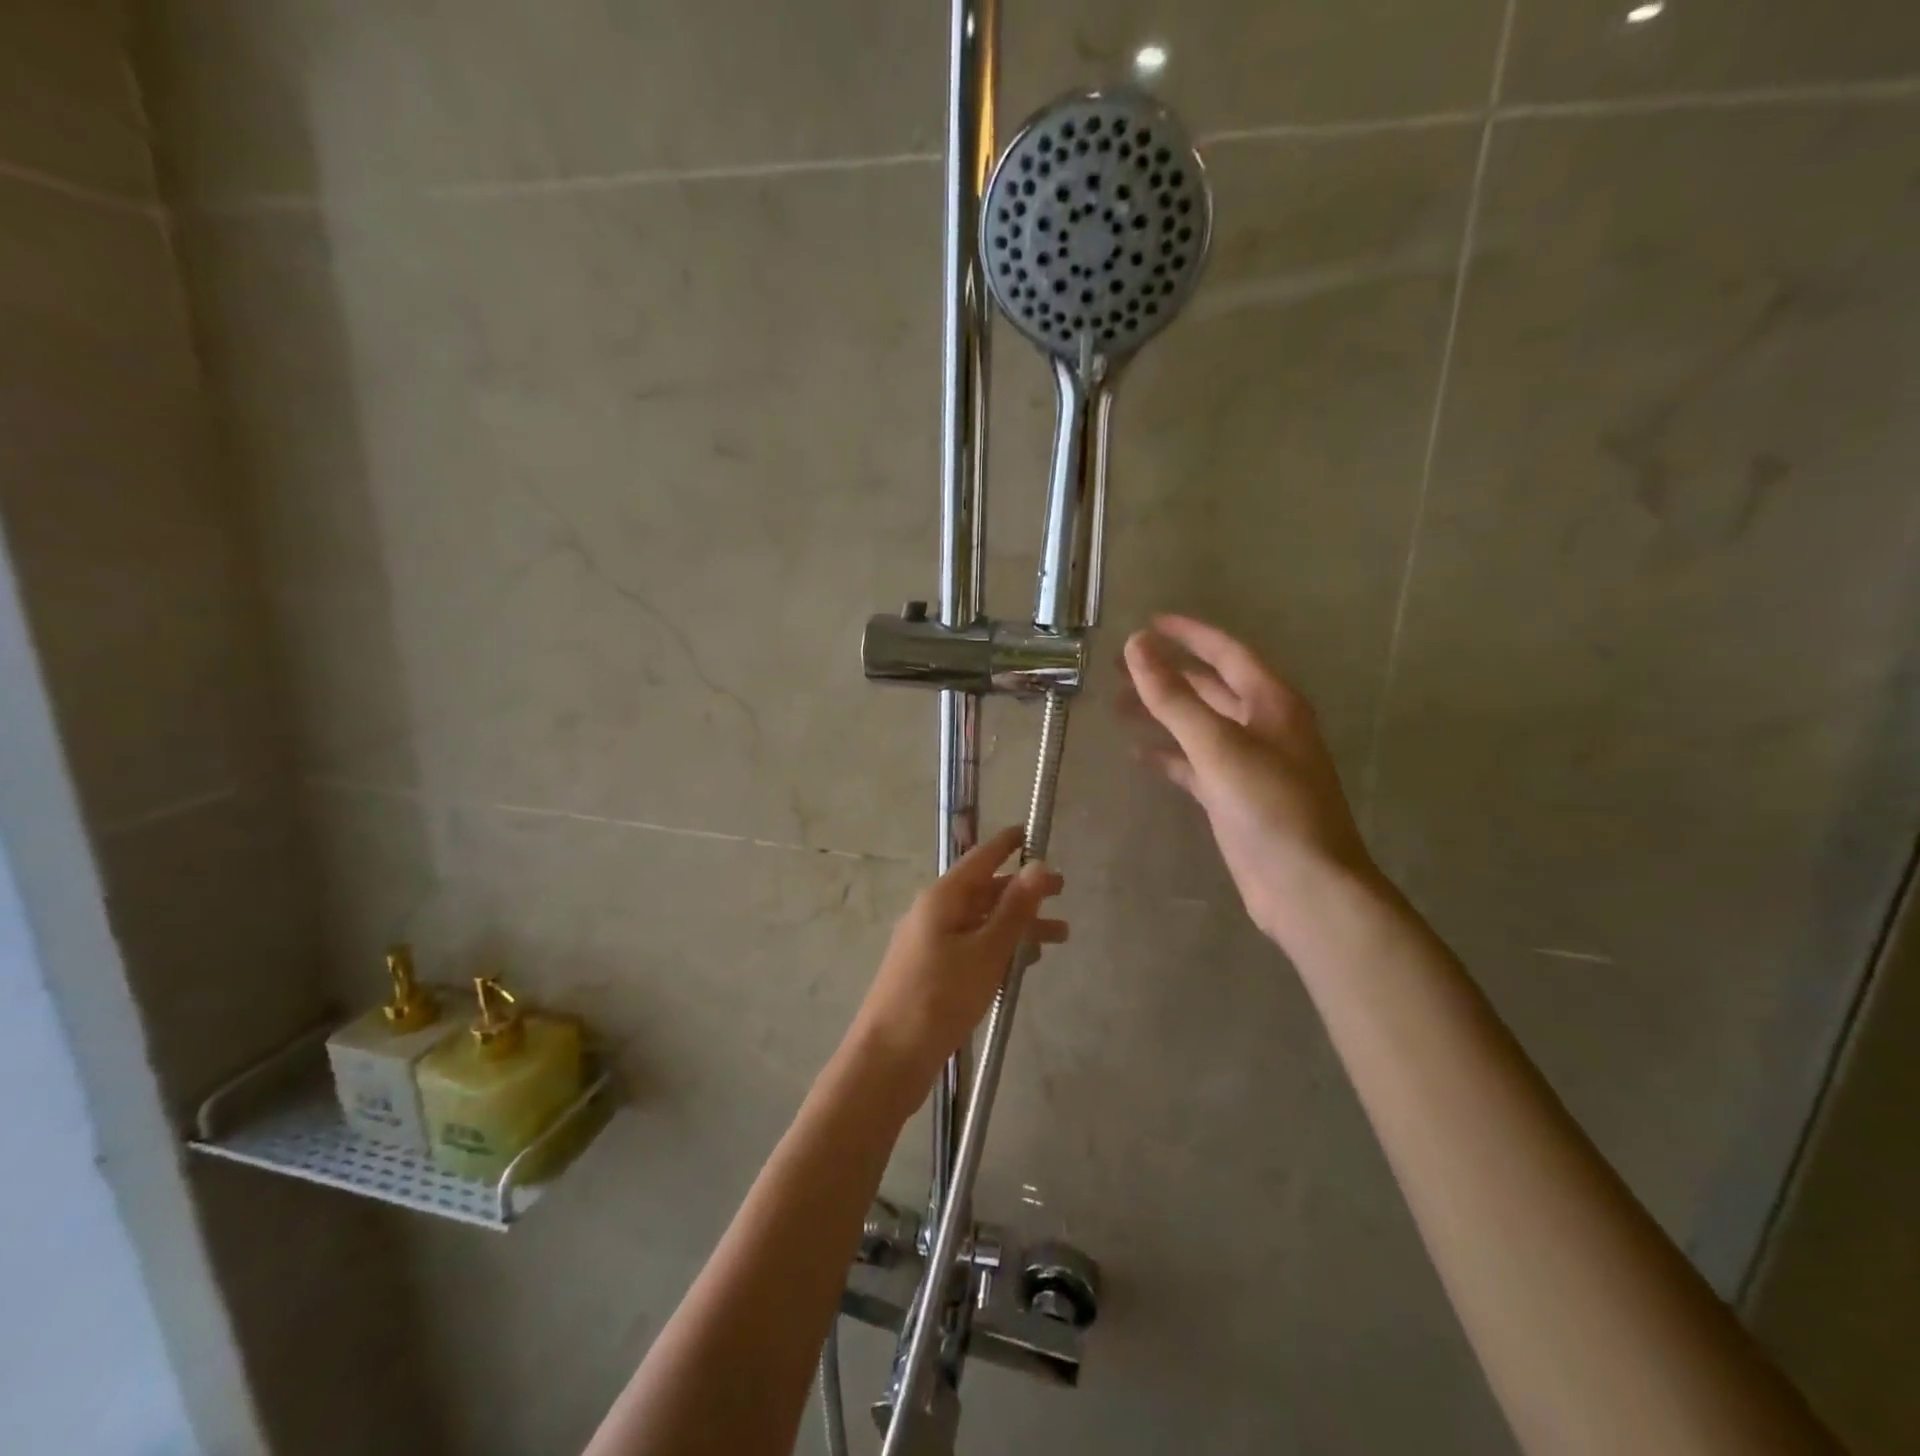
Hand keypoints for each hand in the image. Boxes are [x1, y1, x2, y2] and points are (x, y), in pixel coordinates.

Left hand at [848, 826, 1066, 1101]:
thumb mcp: (985, 951)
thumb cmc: (939, 998)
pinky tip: (1023, 963)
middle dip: (1022, 890)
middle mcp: (934, 914)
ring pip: (981, 923)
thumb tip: (1038, 865)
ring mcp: (930, 944)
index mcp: (942, 899)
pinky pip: (972, 948)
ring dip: (1017, 925)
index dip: (1007, 844)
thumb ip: (1014, 910)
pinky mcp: (932, 973)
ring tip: (1060, 936)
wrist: (888, 1059)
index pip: (980, 858)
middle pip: (984, 892)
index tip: (1033, 832)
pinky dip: (999, 948)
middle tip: (1062, 891)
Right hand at [1122, 615, 1377, 949]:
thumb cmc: (1270, 807)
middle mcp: (1262, 726)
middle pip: (1209, 687)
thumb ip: (1174, 697)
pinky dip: (1168, 756)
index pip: (1226, 652)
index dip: (1188, 634)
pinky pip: (1194, 764)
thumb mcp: (1218, 745)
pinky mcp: (1233, 797)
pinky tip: (1138, 754)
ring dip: (1161, 713)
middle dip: (1166, 675)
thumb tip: (1136, 647)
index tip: (1148, 623)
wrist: (1305, 887)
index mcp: (1271, 703)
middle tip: (1118, 668)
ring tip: (1117, 705)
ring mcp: (1248, 764)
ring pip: (1198, 726)